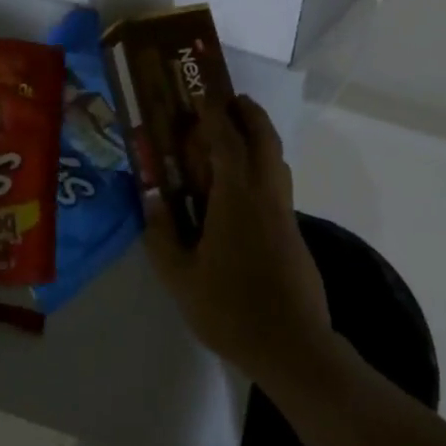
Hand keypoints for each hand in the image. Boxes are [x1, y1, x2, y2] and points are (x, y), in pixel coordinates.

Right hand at [145, 95, 328, 380]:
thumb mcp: (180, 277)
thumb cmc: (230, 309)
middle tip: (230, 102)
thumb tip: (152, 199)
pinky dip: (262, 168)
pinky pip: (278, 186)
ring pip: (277, 163)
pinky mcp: (294, 236)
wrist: (292, 348)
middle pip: (265, 141)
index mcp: (237, 200)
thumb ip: (162, 235)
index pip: (227, 143)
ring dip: (260, 139)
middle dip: (249, 115)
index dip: (214, 117)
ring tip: (235, 137)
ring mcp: (285, 217)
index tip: (201, 97)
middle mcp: (266, 198)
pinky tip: (240, 190)